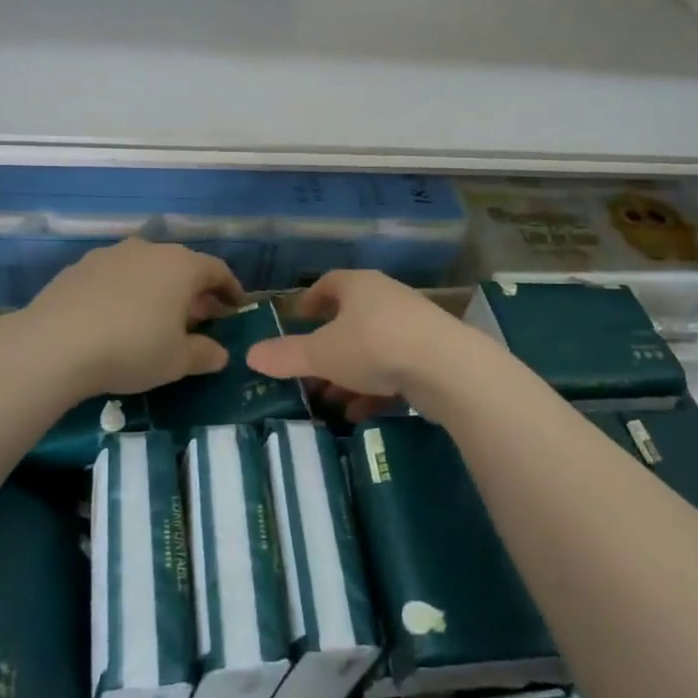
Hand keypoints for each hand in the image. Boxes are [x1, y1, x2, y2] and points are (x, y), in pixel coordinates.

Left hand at [17, 239, 243, 396]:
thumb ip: (204, 354)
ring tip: (156, 317)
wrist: (55, 344)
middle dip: (193, 291)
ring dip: (157, 289)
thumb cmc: (132, 349)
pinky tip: (116, 318)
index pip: (217, 270)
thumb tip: (220, 354)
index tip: (235, 305)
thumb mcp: (177, 361)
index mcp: (181, 266)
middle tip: (198, 317)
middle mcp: (149, 250)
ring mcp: (110, 255)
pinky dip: (125, 292)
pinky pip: (114, 277)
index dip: (230, 288)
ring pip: (145, 268)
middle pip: (180, 266)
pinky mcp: (79, 267)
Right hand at [247, 270, 472, 421]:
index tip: (296, 317)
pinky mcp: (431, 356)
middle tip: (306, 370)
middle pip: (350, 320)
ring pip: (371, 349)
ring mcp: (412, 327)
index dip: (310, 300)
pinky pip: (394, 370)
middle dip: (327, 347)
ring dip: (348, 373)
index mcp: (359, 287)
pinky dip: (374, 389)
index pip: (329, 283)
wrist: (447, 368)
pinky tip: (359, 414)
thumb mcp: (322, 354)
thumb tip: (250, 355)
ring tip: (328, 401)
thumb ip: (286, 356)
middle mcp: (387, 299)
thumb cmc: (374, 346)